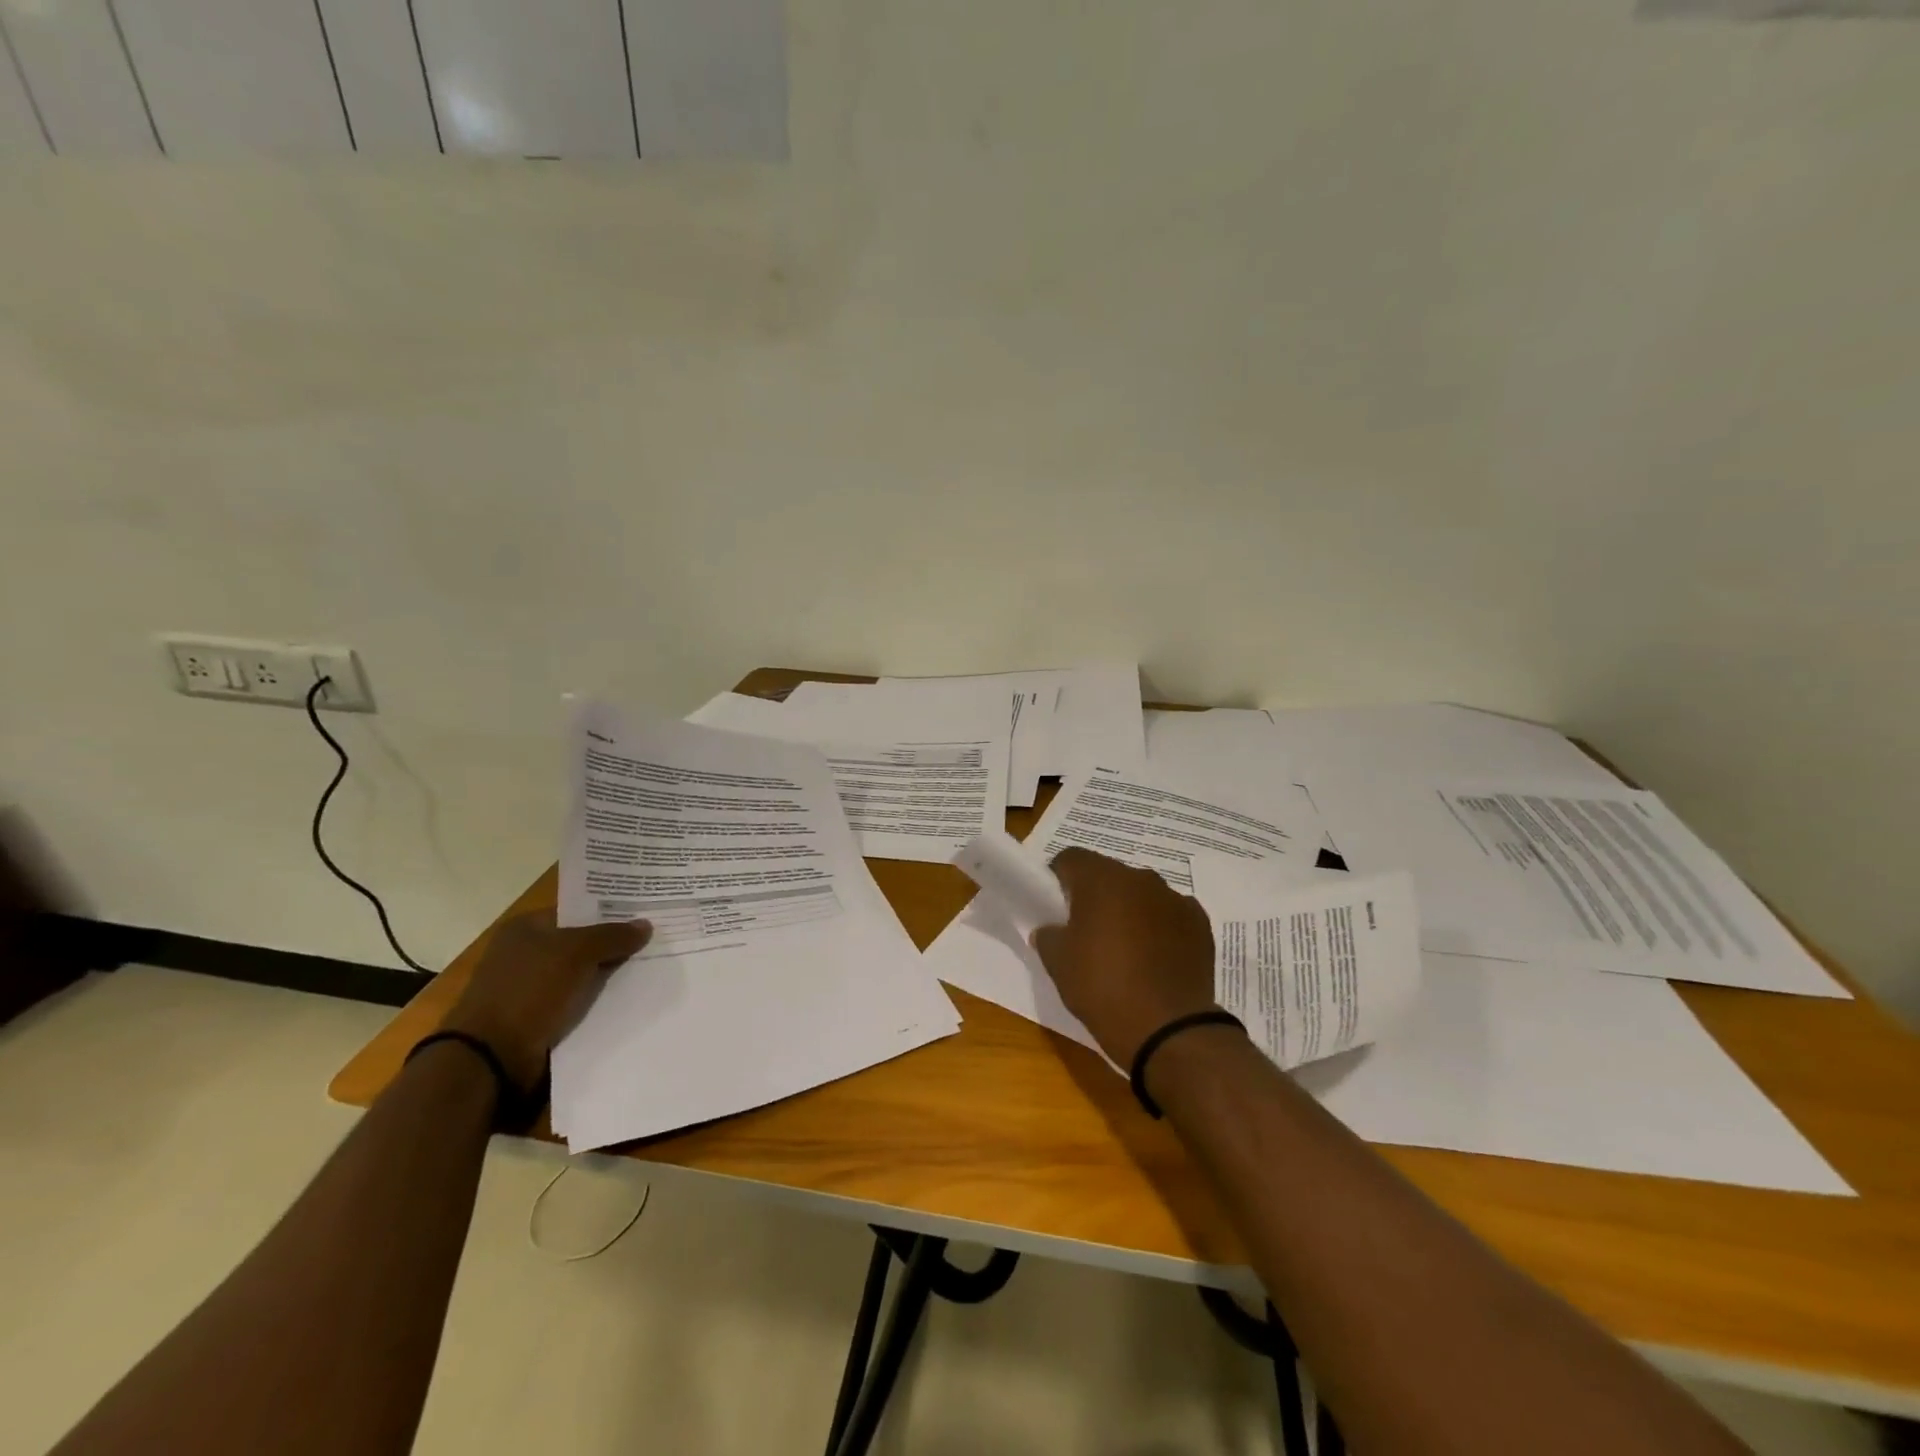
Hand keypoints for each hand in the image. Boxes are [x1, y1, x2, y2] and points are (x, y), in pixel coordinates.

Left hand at [441, 912, 649, 1088]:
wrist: (490, 1057)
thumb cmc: (529, 990)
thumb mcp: (577, 953)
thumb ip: (613, 936)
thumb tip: (646, 924)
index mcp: (526, 928)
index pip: (577, 911)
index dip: (611, 912)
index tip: (645, 914)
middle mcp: (525, 953)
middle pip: (581, 943)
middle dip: (614, 945)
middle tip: (655, 942)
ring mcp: (529, 987)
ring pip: (581, 975)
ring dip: (608, 977)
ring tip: (651, 970)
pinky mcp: (536, 1018)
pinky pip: (575, 1002)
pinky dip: (596, 1002)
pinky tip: (628, 1000)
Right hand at [1030, 848, 1218, 1067]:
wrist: (1169, 1029)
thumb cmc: (1103, 989)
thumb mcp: (1058, 964)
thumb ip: (1048, 936)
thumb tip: (1051, 929)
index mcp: (1102, 879)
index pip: (1072, 858)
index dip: (1059, 879)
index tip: (1055, 907)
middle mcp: (1141, 878)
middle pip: (1109, 874)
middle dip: (1096, 895)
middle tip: (1087, 930)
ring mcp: (1175, 899)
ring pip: (1141, 894)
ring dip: (1130, 910)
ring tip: (1125, 948)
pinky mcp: (1200, 923)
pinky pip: (1170, 914)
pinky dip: (1160, 927)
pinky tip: (1155, 957)